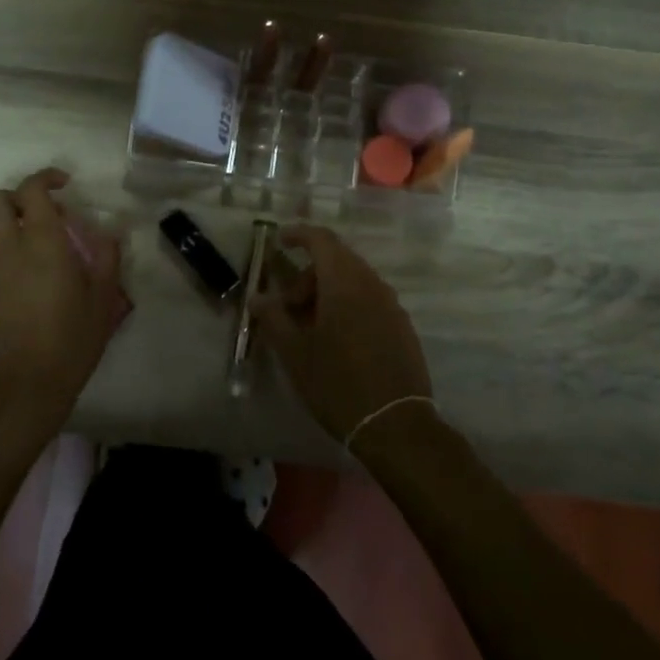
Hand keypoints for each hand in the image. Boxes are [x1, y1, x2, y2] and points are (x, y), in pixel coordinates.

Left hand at [0, 168, 125, 435]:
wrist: (24, 388)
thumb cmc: (71, 340)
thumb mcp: (103, 299)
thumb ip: (106, 258)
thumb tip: (108, 232)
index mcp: (41, 243)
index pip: (30, 190)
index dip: (46, 178)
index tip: (66, 185)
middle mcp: (9, 249)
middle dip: (20, 197)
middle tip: (51, 215)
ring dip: (20, 229)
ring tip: (55, 256)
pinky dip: (16, 256)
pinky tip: (41, 286)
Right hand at [253, 225, 431, 444]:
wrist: (395, 426)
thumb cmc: (337, 383)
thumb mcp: (294, 352)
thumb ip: (273, 318)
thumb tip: (258, 297)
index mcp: (344, 281)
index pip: (321, 239)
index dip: (298, 234)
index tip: (279, 241)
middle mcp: (372, 284)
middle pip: (337, 260)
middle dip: (307, 275)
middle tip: (286, 307)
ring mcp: (391, 305)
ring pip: (353, 281)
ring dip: (327, 292)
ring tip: (308, 328)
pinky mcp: (402, 327)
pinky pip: (369, 300)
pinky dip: (347, 306)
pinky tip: (336, 340)